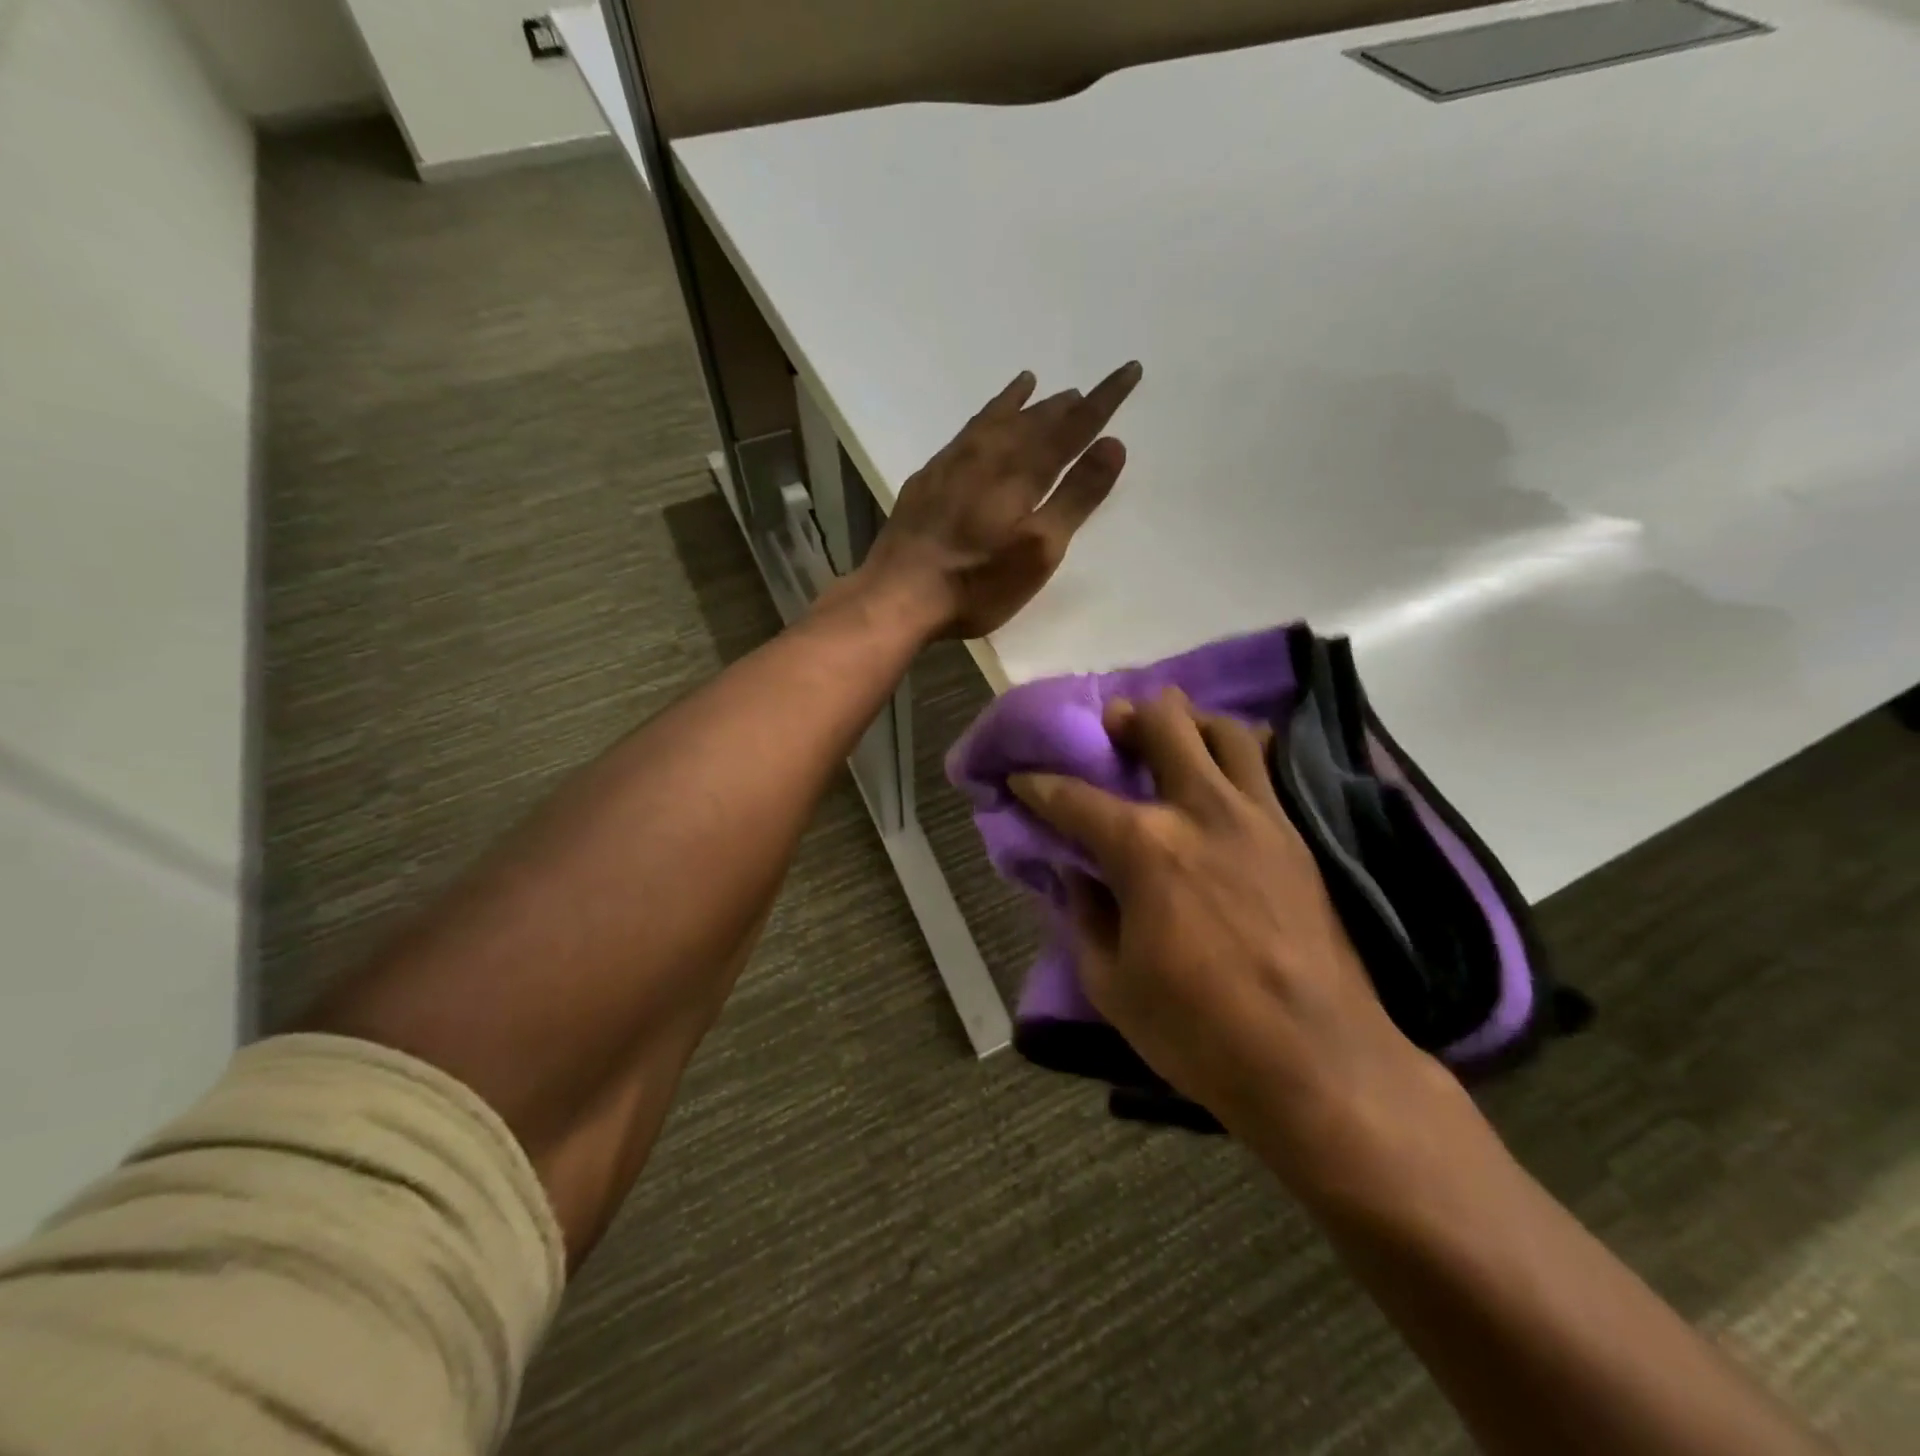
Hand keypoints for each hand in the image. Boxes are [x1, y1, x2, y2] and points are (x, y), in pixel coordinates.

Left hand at [858, 363, 1142, 639]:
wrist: (898, 594)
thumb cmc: (978, 582)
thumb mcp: (1039, 549)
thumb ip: (1076, 497)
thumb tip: (1113, 444)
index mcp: (1022, 472)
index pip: (1074, 426)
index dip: (1104, 400)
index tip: (1129, 370)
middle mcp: (989, 456)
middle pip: (1035, 419)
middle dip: (1065, 404)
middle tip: (1086, 391)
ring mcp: (953, 464)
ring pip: (996, 419)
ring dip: (1021, 403)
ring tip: (1034, 383)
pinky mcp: (928, 479)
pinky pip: (964, 432)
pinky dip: (982, 417)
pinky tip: (981, 423)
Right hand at [1012, 690, 1447, 1177]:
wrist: (1318, 1064)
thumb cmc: (1199, 1032)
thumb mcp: (1111, 984)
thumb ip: (1085, 917)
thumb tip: (1075, 875)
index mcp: (1144, 847)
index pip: (1073, 798)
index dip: (1038, 784)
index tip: (1021, 778)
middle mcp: (1200, 811)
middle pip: (1162, 724)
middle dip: (1126, 718)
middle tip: (1112, 730)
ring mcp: (1257, 816)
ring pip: (1224, 730)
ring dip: (1189, 722)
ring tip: (1172, 738)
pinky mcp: (1295, 835)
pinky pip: (1266, 767)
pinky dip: (1238, 753)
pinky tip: (1224, 776)